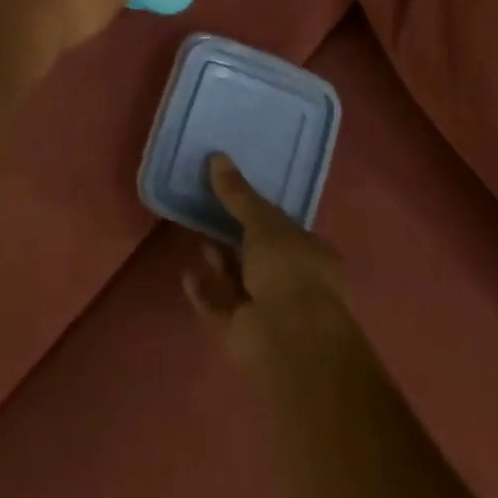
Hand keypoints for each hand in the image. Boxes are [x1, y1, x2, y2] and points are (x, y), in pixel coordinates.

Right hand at [183, 154, 349, 366]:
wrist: (289, 340)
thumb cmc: (288, 269)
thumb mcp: (263, 222)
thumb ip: (238, 194)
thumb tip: (217, 157)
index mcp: (310, 254)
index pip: (283, 228)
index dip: (259, 212)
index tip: (234, 193)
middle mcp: (293, 282)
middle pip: (260, 254)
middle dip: (236, 237)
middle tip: (209, 210)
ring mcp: (269, 311)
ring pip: (239, 281)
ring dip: (220, 261)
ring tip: (198, 237)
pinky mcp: (244, 333)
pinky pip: (219, 306)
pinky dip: (204, 291)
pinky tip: (186, 274)